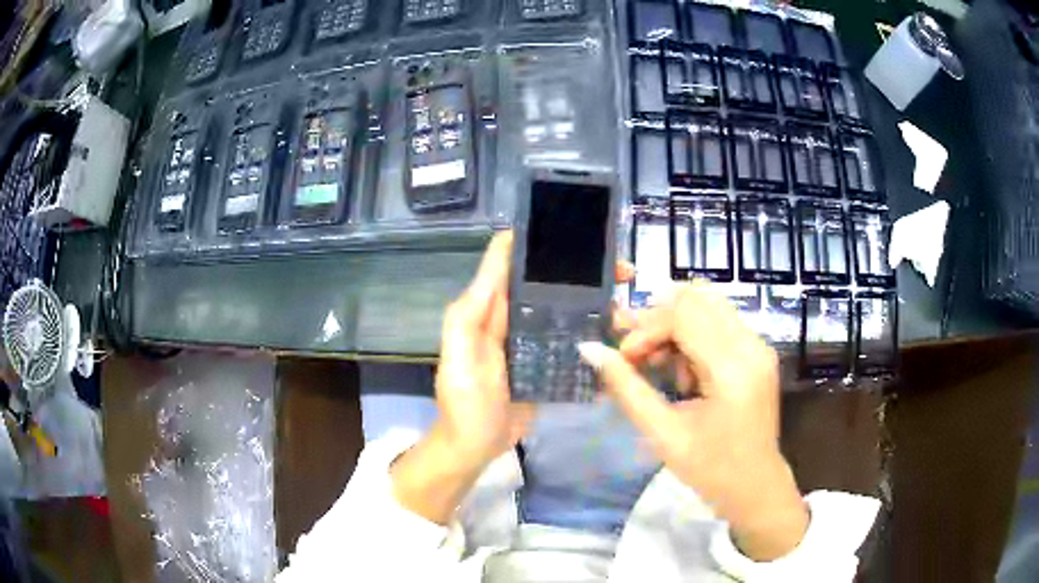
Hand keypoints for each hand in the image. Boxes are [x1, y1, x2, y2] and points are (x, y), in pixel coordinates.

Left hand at [393, 230, 634, 524]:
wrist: (475, 447)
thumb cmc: (465, 402)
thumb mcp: (460, 355)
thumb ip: (470, 312)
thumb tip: (498, 254)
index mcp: (490, 309)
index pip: (514, 263)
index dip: (540, 242)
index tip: (579, 230)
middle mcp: (514, 317)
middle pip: (549, 283)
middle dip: (583, 272)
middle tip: (623, 271)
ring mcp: (533, 341)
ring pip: (566, 310)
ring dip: (595, 302)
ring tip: (628, 305)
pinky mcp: (548, 364)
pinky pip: (573, 340)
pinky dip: (594, 334)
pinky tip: (620, 334)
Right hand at [577, 282, 808, 560]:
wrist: (755, 487)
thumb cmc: (709, 469)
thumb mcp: (663, 434)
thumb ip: (627, 388)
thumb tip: (589, 349)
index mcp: (732, 369)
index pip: (683, 314)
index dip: (646, 329)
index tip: (625, 360)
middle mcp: (752, 345)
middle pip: (696, 300)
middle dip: (658, 321)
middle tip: (636, 355)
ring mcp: (760, 345)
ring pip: (707, 306)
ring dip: (675, 327)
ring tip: (658, 365)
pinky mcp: (759, 351)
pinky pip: (719, 322)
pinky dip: (692, 336)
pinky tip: (682, 371)